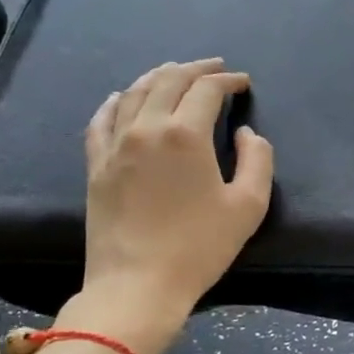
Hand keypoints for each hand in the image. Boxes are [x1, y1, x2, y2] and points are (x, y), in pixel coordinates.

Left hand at [64, 59, 273, 350]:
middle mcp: (146, 128)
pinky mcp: (96, 165)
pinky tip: (122, 97)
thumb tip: (246, 133)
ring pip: (135, 93)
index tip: (243, 83)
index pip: (207, 90)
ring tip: (176, 73)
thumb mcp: (248, 206)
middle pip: (169, 80)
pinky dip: (116, 101)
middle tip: (215, 67)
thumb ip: (257, 159)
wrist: (137, 285)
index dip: (228, 80)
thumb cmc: (199, 247)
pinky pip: (102, 120)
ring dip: (159, 76)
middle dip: (196, 68)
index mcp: (185, 134)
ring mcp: (115, 145)